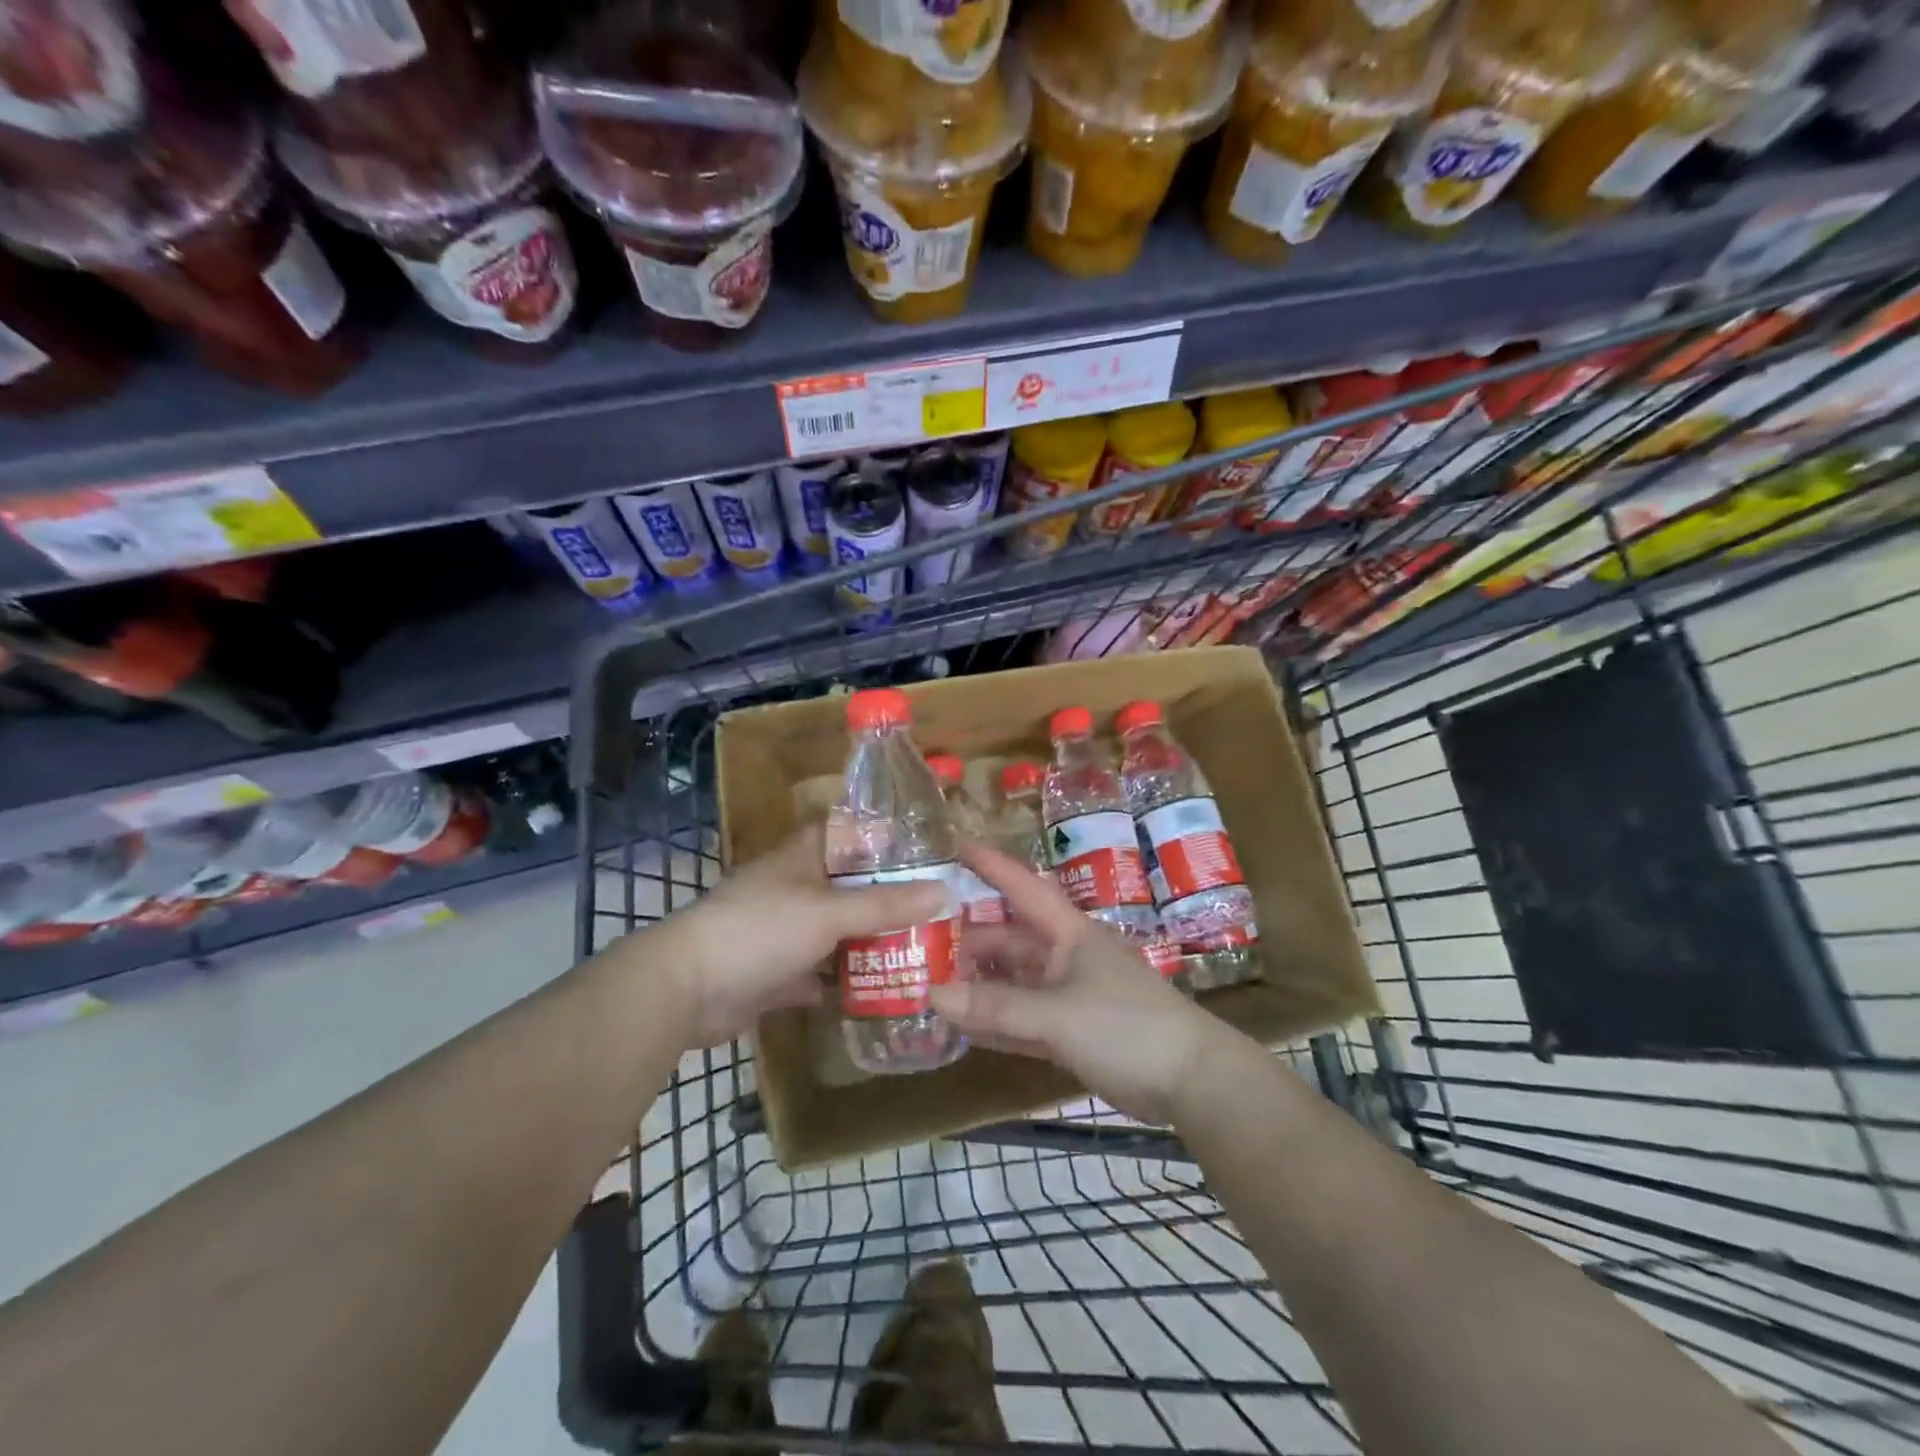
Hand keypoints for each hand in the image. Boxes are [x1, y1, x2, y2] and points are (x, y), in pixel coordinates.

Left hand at [663, 823, 948, 1046]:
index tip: (929, 851)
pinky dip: (848, 982)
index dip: (887, 838)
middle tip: (940, 909)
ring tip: (925, 950)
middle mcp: (797, 888)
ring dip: (873, 942)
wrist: (687, 990)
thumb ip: (886, 904)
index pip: (850, 832)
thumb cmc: (760, 930)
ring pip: (840, 931)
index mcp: (804, 857)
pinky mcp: (780, 972)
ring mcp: (787, 932)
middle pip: (852, 886)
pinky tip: (887, 991)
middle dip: (891, 898)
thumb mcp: (829, 912)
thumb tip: (946, 892)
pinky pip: (824, 973)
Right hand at [930, 840, 1231, 1123]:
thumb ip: (996, 1007)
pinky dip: (995, 1021)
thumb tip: (932, 994)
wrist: (1191, 1080)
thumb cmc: (1127, 1026)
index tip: (950, 845)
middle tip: (919, 941)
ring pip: (1013, 980)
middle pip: (1009, 940)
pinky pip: (1022, 1018)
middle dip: (969, 939)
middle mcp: (1065, 956)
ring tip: (930, 980)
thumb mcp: (1058, 1014)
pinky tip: (962, 1025)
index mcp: (1069, 933)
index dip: (988, 863)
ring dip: (978, 982)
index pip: (1022, 886)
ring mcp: (1069, 994)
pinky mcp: (1072, 1031)